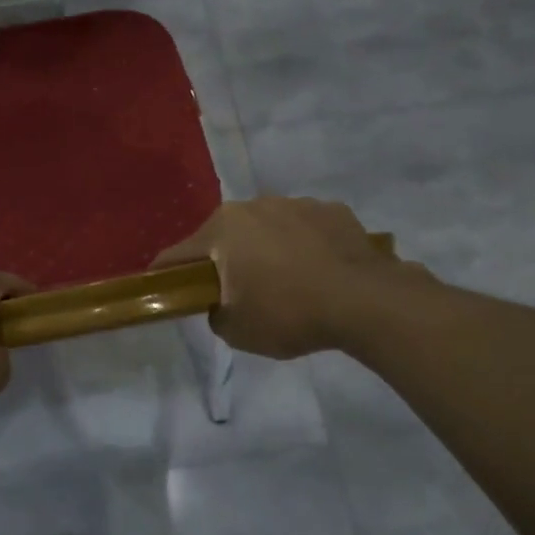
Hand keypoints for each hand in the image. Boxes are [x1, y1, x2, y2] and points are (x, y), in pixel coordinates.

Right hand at [151, 198, 425, 358]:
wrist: (366, 301)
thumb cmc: (290, 313)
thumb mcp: (237, 331)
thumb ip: (215, 313)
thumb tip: (221, 302)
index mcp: (222, 230)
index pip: (178, 254)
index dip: (167, 275)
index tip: (167, 292)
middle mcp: (253, 206)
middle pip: (224, 236)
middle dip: (224, 260)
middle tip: (237, 292)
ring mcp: (295, 203)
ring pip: (265, 228)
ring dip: (265, 249)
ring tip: (286, 282)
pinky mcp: (332, 209)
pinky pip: (304, 228)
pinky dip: (303, 245)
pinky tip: (318, 271)